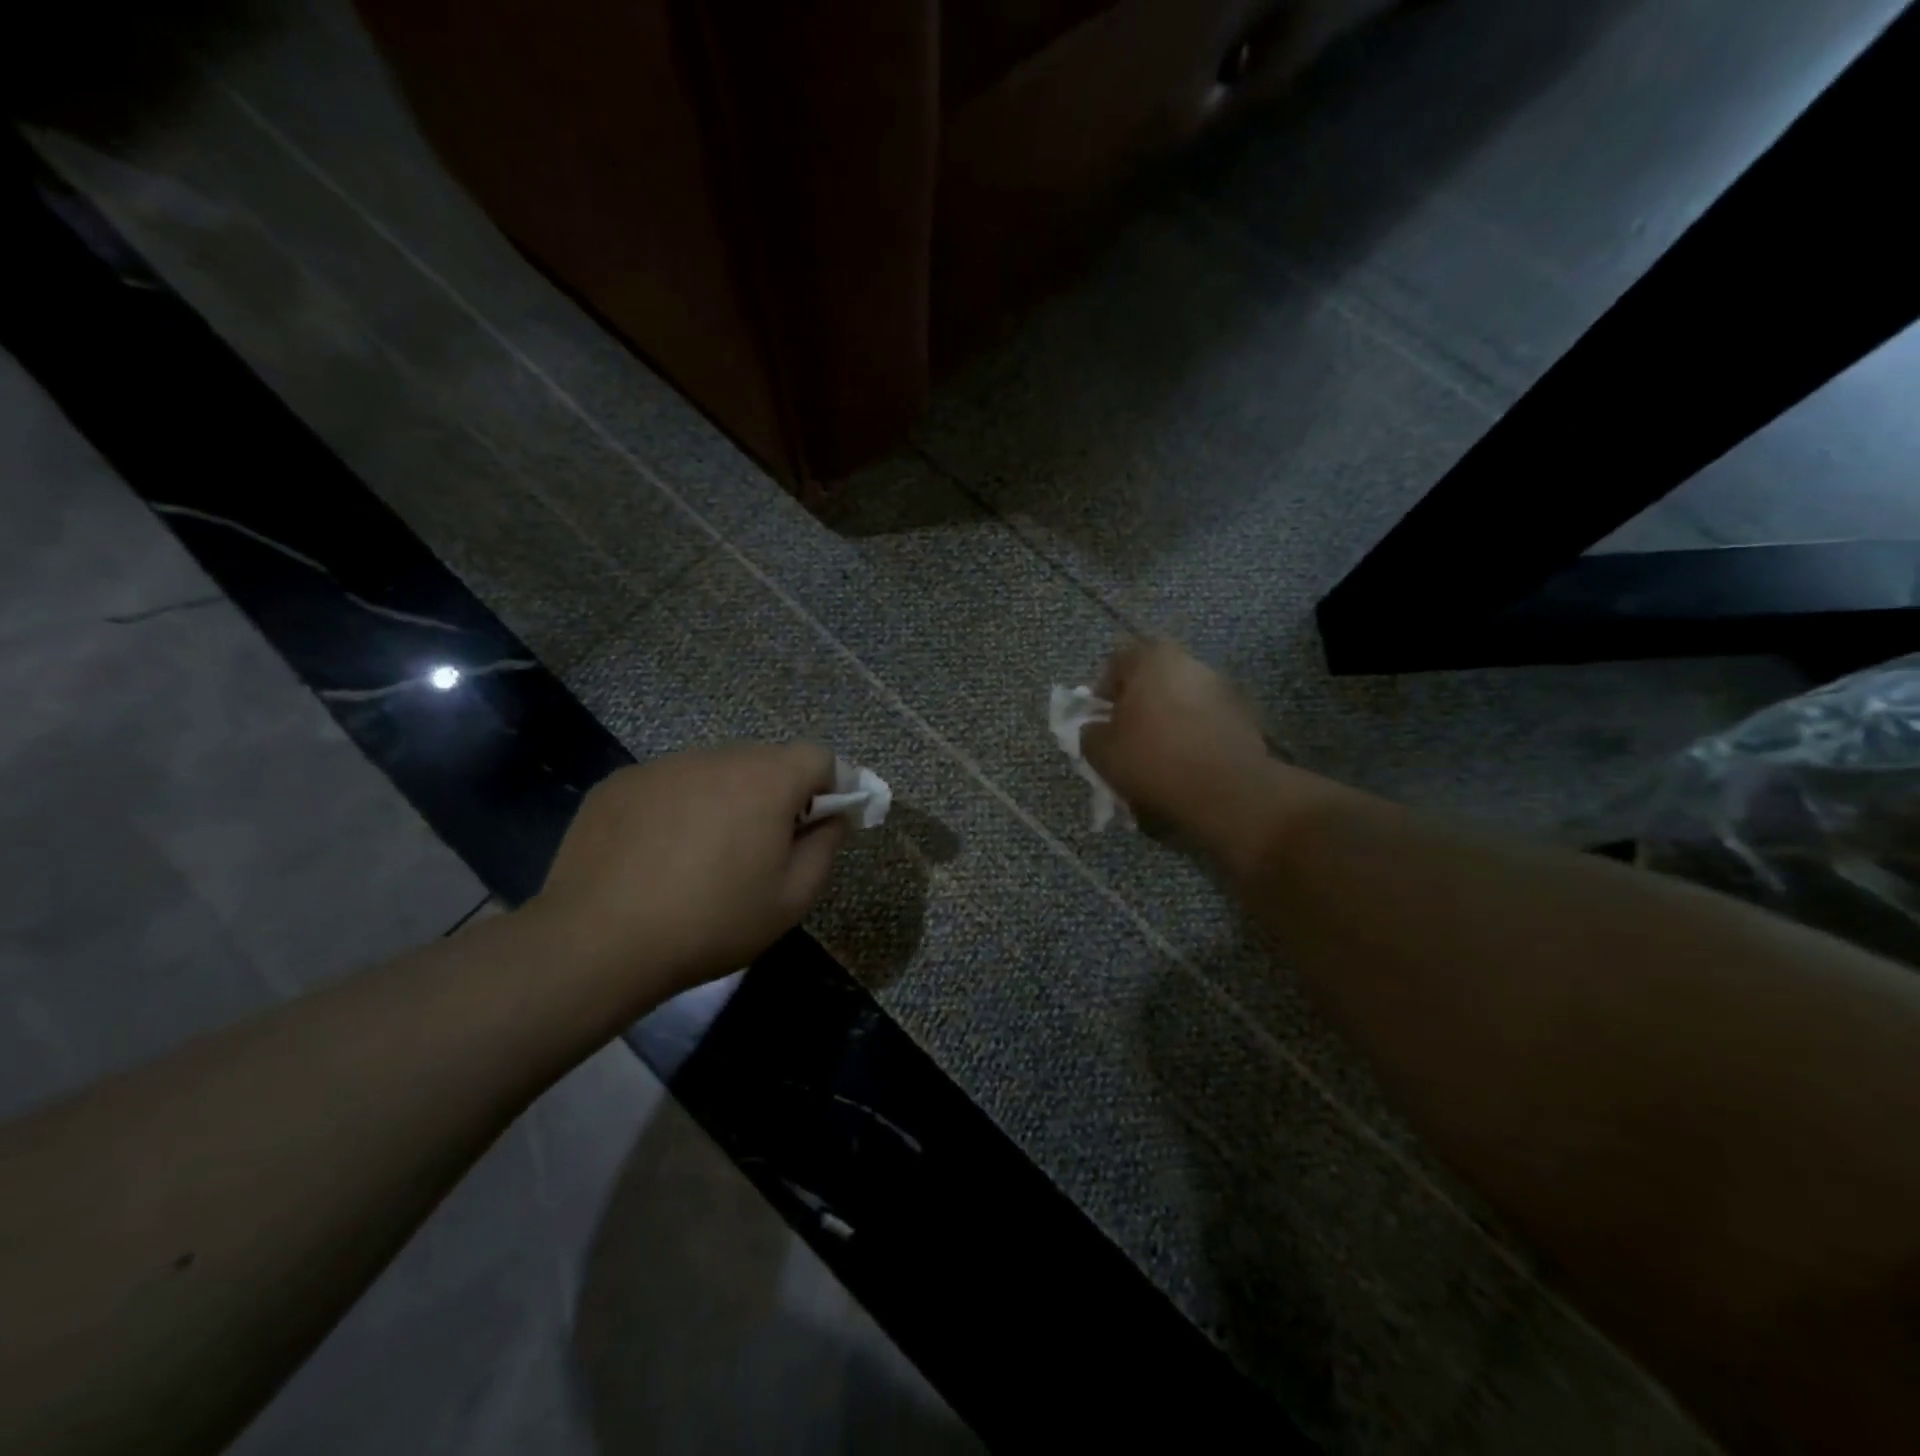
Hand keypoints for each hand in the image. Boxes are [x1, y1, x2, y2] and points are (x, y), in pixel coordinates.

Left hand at [527, 743, 848, 1014]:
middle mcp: (716, 757)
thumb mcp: (790, 900)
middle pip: (765, 761)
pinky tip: (657, 855)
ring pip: (715, 771)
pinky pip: (669, 785)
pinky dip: (678, 808)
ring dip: (725, 800)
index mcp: (766, 780)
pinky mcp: (620, 782)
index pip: (818, 757)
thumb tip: (833, 817)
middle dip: (776, 795)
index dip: (830, 786)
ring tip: (703, 856)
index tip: (818, 826)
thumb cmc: (711, 922)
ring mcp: (663, 766)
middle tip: (761, 849)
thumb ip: (825, 848)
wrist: (598, 942)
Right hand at [1081, 640, 1271, 835]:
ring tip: (1159, 753)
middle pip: (1152, 678)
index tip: (1100, 721)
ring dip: (1167, 718)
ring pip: (1181, 697)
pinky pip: (1206, 718)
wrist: (1226, 791)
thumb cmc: (1154, 761)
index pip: (1116, 663)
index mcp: (1151, 659)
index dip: (1102, 692)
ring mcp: (1221, 686)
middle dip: (1138, 704)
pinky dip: (1193, 733)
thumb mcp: (1102, 752)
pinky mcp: (1243, 713)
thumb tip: (1095, 729)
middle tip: (1127, 736)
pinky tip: (1187, 762)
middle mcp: (1189, 662)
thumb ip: (1090, 733)